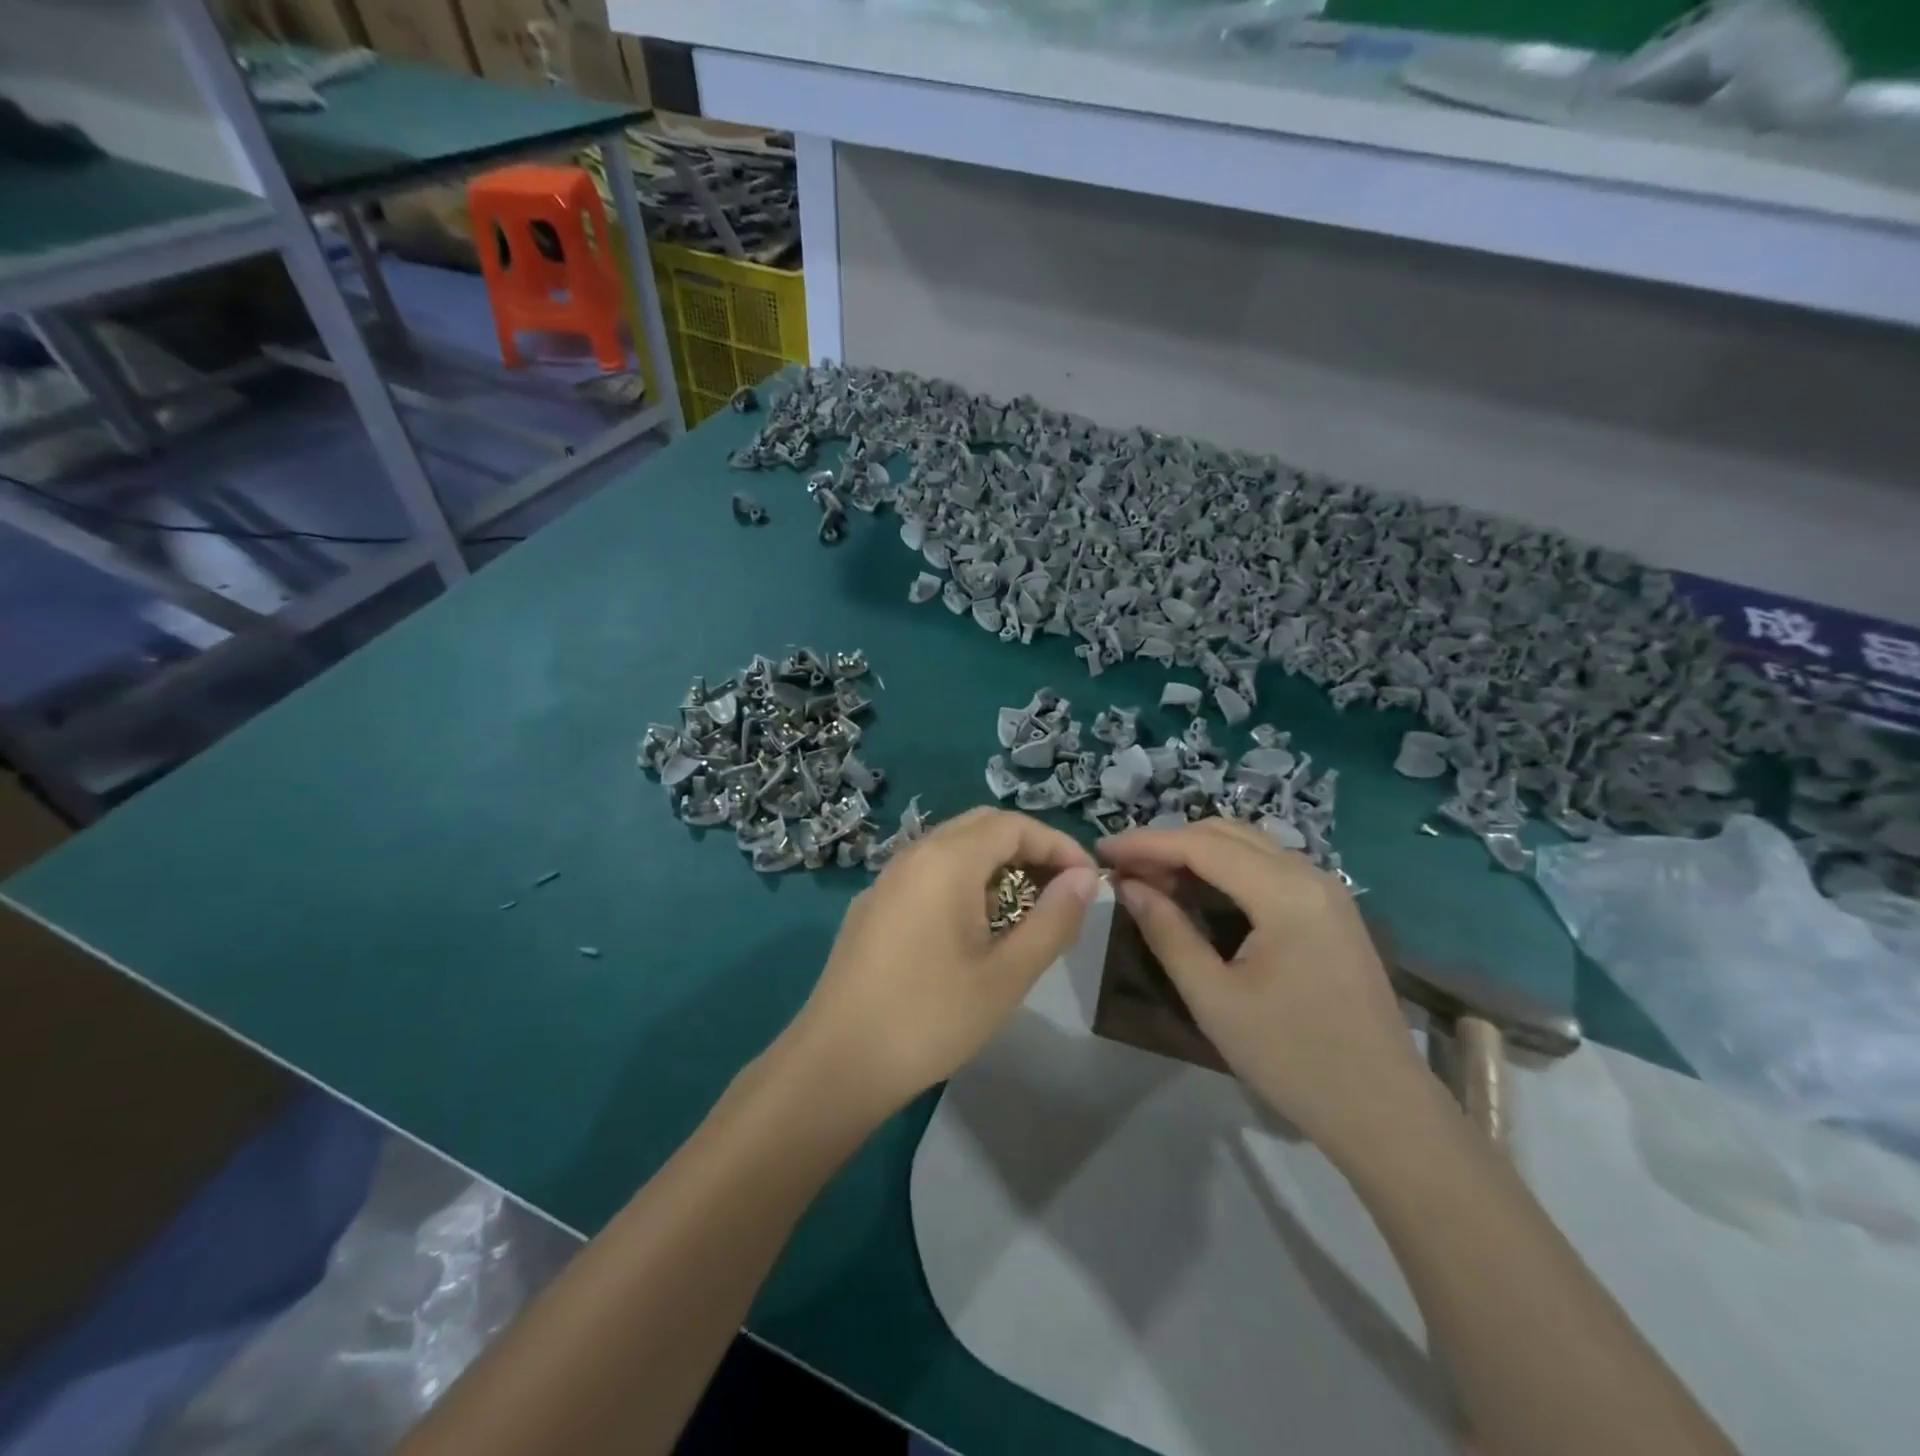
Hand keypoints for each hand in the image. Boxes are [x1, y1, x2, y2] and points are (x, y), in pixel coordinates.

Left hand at [779, 808, 1099, 1125]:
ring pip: (951, 848)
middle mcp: (913, 855)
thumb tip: (1085, 878)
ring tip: (1022, 913)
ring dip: (994, 865)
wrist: (836, 1064)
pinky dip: (961, 881)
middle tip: (1059, 891)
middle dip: (1027, 849)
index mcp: (946, 860)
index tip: (1088, 882)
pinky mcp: (871, 906)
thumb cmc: (930, 1019)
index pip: (1014, 825)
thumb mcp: (1007, 975)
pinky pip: (926, 873)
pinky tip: (970, 931)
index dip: (1058, 845)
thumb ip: (1053, 920)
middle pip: (981, 826)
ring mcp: (886, 879)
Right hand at [1100, 819, 1435, 1161]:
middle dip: (1168, 843)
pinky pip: (1267, 867)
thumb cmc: (1292, 1058)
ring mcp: (1327, 889)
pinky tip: (1197, 892)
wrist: (1384, 1111)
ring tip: (1151, 878)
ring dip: (1195, 853)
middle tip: (1122, 868)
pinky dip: (1224, 869)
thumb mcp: (1214, 998)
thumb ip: (1167, 932)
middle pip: (1224, 834)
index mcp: (1285, 893)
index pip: (1200, 845)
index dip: (1145, 842)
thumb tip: (1128, 886)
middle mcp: (1311, 874)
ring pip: (1247, 845)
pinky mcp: (1331, 908)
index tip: (1100, 849)